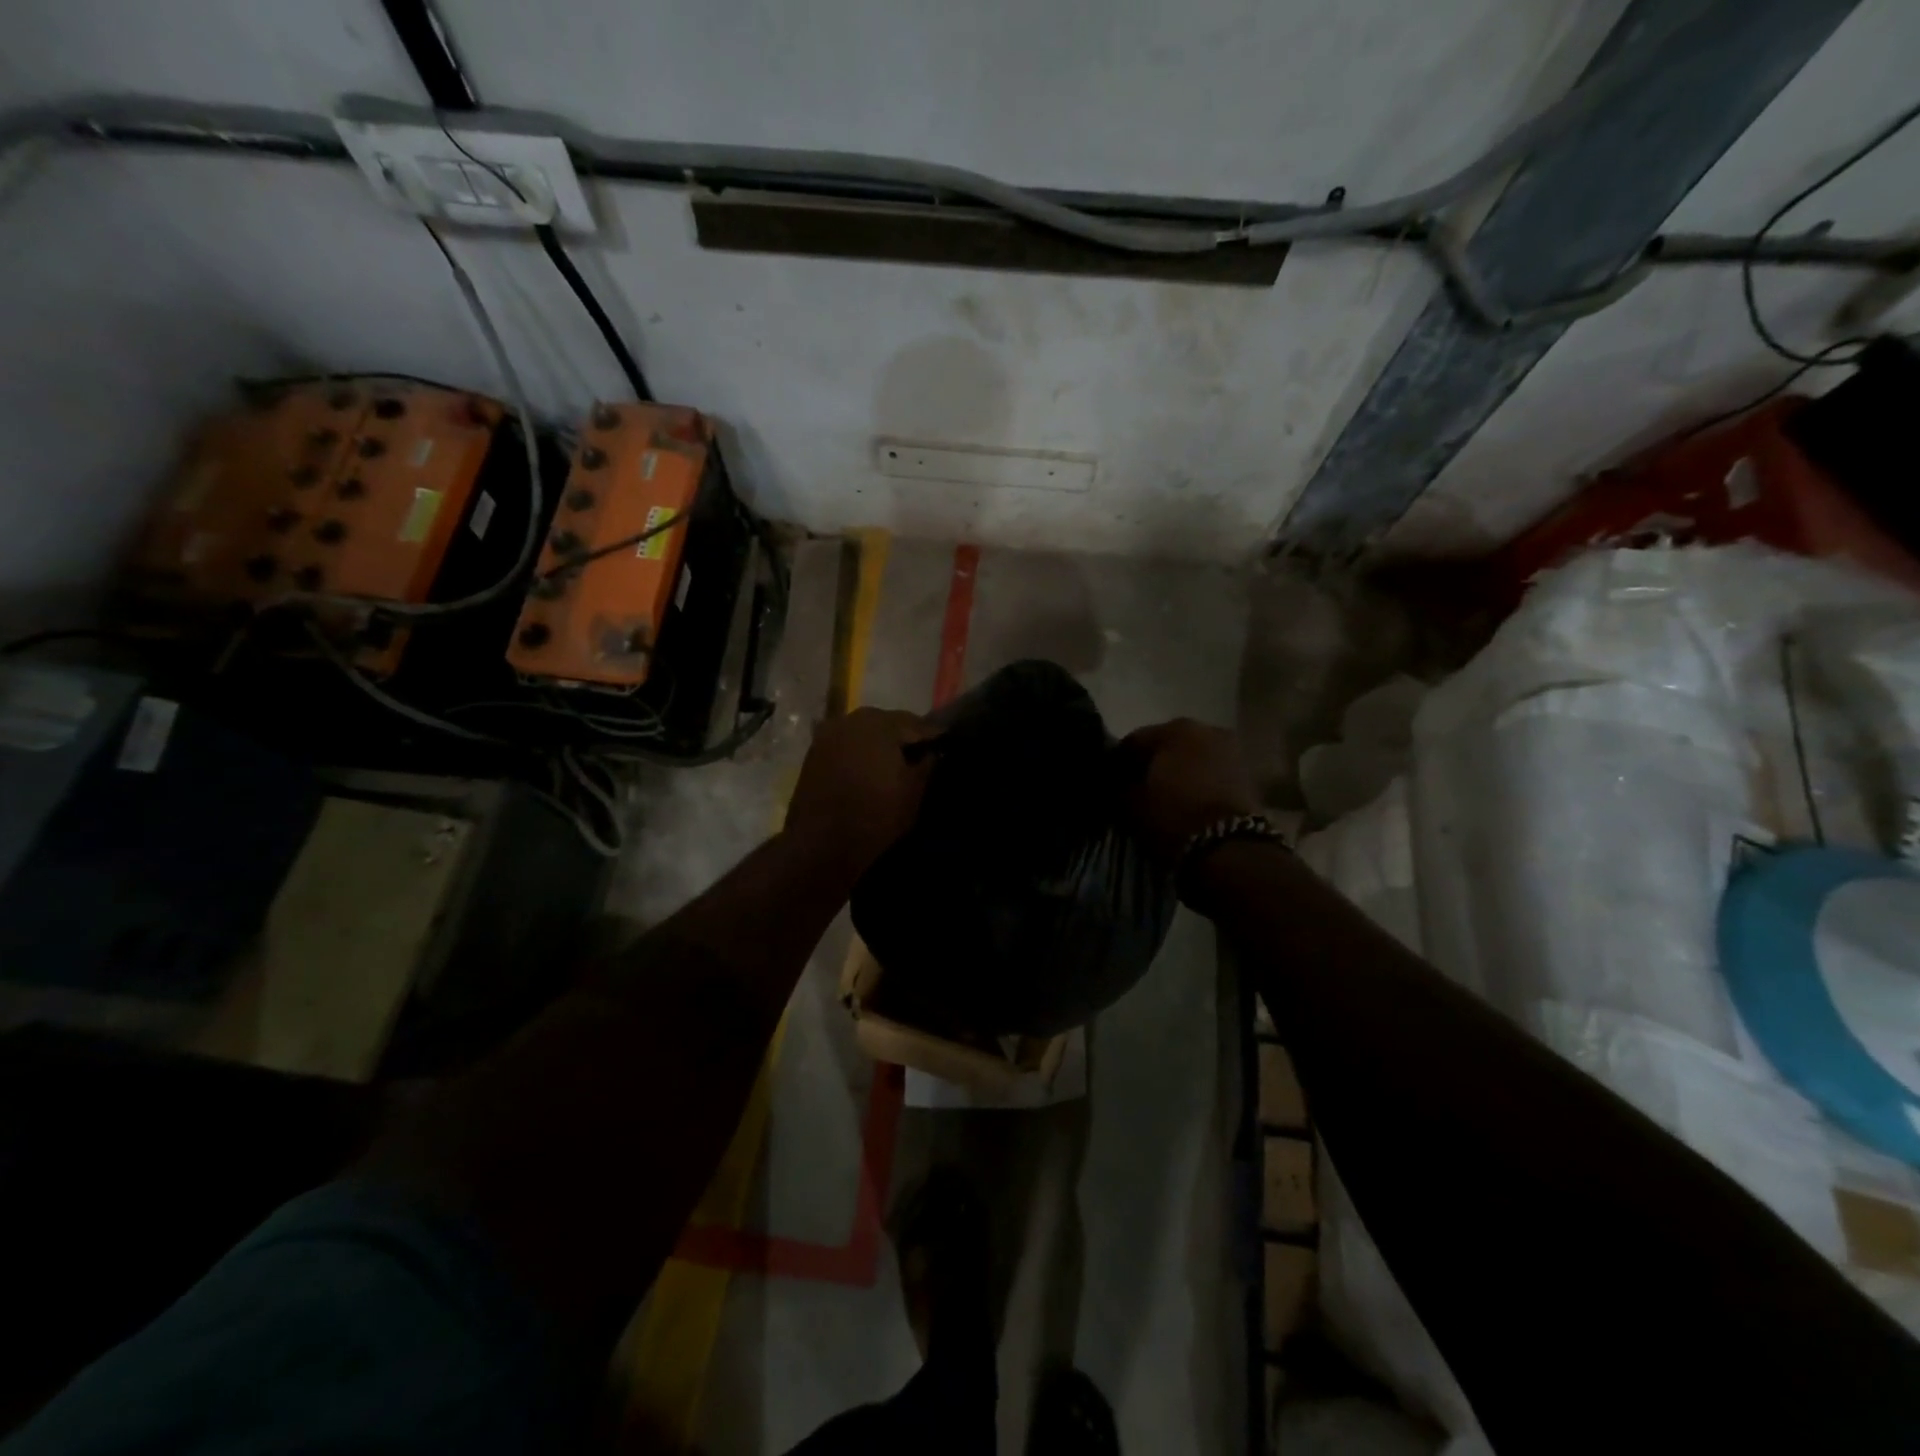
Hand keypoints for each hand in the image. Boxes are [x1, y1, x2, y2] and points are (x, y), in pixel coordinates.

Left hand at [785, 707, 934, 880]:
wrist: (820, 843)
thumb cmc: (875, 815)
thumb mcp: (913, 792)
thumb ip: (927, 765)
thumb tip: (931, 752)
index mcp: (879, 723)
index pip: (915, 723)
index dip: (933, 735)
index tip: (946, 743)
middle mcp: (851, 720)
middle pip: (887, 723)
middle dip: (904, 736)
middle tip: (921, 752)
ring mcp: (828, 735)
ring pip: (863, 733)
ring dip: (879, 743)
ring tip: (895, 762)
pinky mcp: (814, 754)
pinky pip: (846, 746)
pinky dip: (860, 753)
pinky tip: (870, 768)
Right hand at [1120, 718, 1258, 865]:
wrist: (1229, 849)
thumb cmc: (1174, 817)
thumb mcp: (1131, 804)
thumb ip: (1120, 787)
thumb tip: (1117, 783)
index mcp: (1174, 729)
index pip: (1133, 741)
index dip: (1118, 763)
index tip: (1109, 783)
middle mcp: (1206, 729)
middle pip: (1167, 745)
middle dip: (1152, 765)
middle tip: (1137, 789)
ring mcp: (1231, 750)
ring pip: (1191, 758)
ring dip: (1177, 772)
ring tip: (1164, 797)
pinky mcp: (1247, 774)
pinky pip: (1211, 772)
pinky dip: (1198, 782)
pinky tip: (1187, 801)